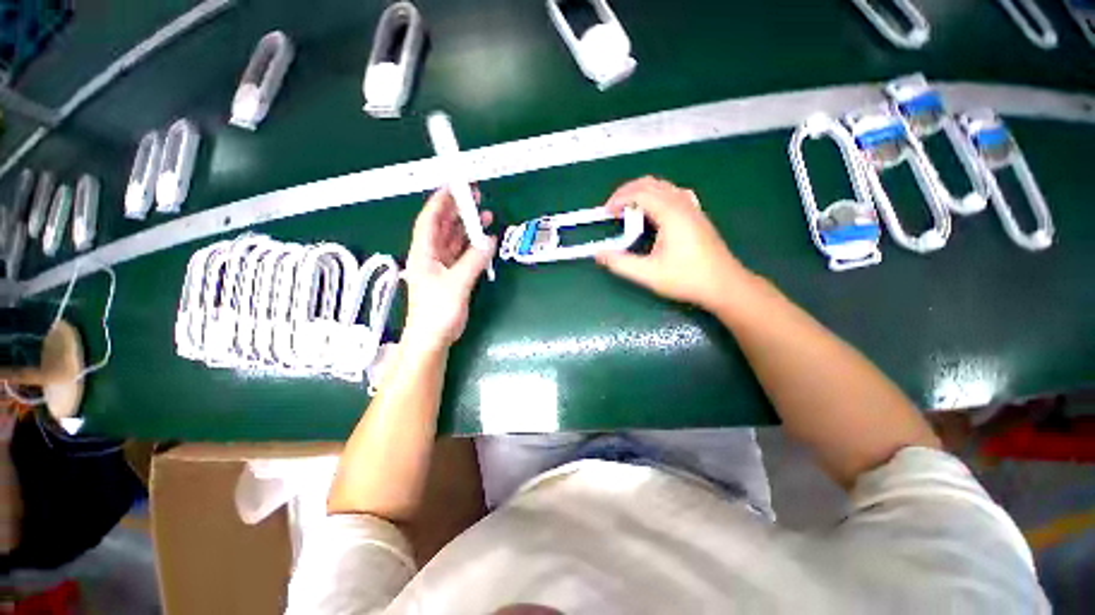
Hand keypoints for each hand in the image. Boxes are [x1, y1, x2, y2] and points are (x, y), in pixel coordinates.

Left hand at [403, 188, 496, 350]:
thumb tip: (489, 240)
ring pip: (454, 240)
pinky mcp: (452, 276)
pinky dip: (473, 246)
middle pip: (443, 227)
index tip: (454, 186)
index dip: (440, 201)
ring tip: (484, 215)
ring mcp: (441, 266)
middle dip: (457, 210)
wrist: (432, 338)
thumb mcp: (457, 283)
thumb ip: (474, 260)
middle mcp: (430, 256)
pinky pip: (462, 254)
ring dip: (467, 228)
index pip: (430, 220)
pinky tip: (483, 240)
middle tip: (475, 197)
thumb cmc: (437, 311)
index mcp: (423, 253)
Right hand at [595, 176, 750, 310]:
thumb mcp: (648, 274)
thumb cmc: (686, 278)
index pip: (640, 193)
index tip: (606, 212)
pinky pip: (674, 193)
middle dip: (628, 191)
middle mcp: (682, 204)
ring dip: (642, 192)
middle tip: (614, 208)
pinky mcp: (697, 215)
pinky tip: (654, 211)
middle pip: (651, 183)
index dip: (619, 199)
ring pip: (664, 186)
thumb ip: (620, 263)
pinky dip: (657, 196)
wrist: (723, 285)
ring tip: (629, 210)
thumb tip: (599, 254)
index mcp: (670, 214)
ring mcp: (692, 208)